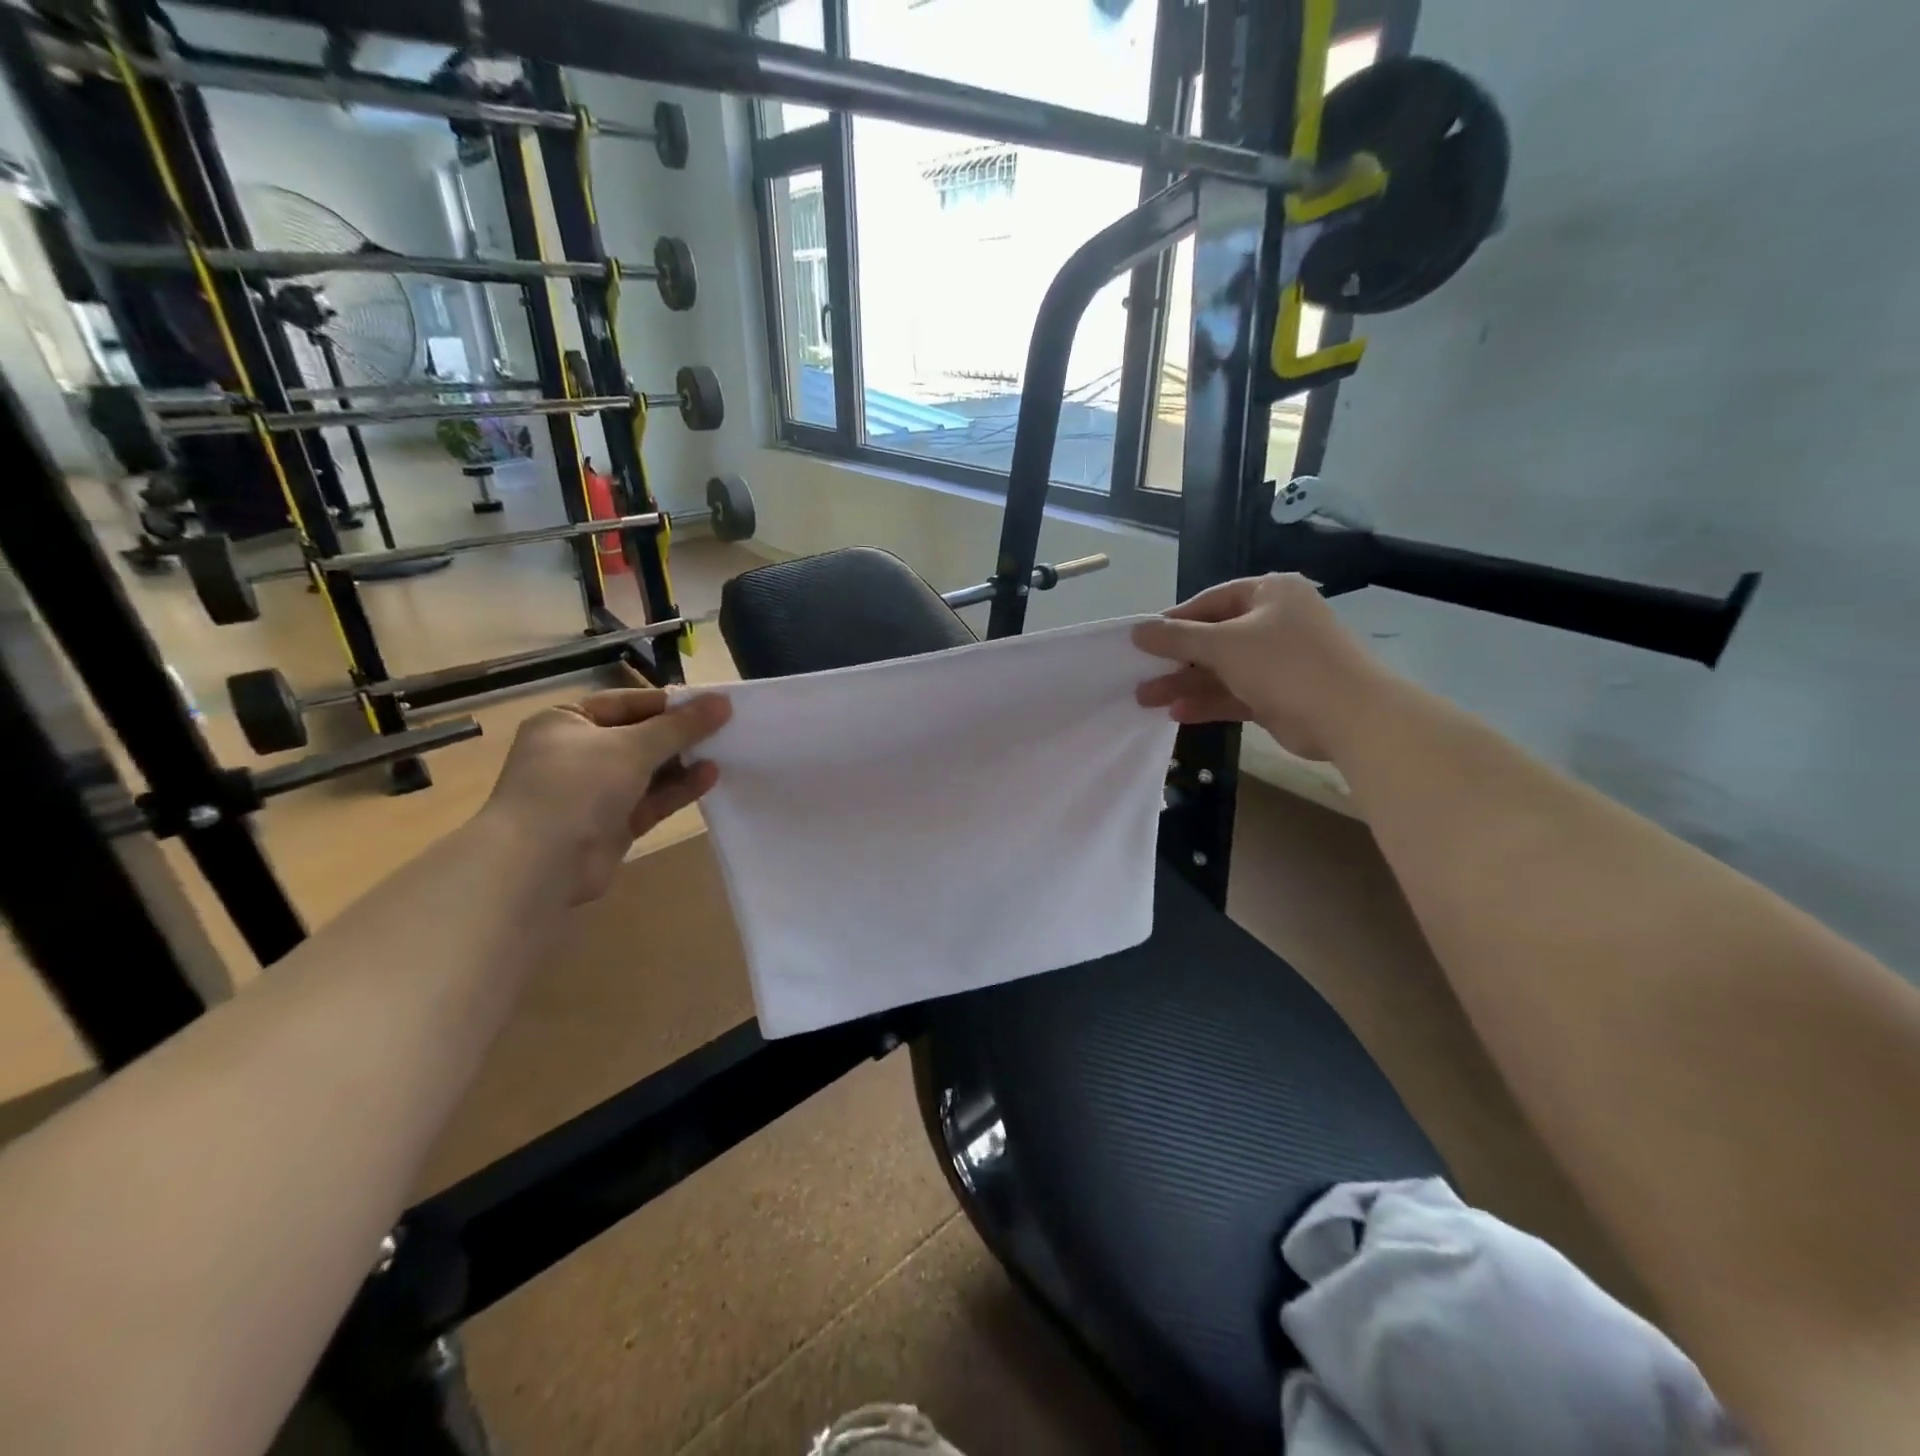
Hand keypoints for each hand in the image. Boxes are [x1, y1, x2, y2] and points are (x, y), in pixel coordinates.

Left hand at [482, 688, 731, 903]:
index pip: (625, 703)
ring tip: (724, 752)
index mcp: (566, 722)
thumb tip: (722, 701)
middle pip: (639, 737)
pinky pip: (650, 800)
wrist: (539, 864)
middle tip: (725, 728)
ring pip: (647, 771)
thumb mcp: (633, 746)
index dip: (668, 703)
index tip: (711, 704)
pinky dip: (677, 789)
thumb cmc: (577, 786)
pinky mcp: (610, 824)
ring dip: (683, 762)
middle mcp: (577, 753)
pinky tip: (710, 777)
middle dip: (679, 735)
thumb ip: (680, 726)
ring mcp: (593, 792)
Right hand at [1133, 574, 1380, 761]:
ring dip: (1185, 684)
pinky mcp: (1278, 695)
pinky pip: (1234, 694)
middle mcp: (1275, 622)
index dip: (1175, 620)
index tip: (1142, 640)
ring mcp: (1278, 661)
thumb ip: (1177, 638)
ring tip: (1145, 698)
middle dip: (1176, 659)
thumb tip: (1137, 631)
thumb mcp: (1223, 644)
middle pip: (1214, 637)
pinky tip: (1176, 714)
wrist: (1349, 715)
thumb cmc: (1284, 664)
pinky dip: (1207, 702)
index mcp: (1270, 593)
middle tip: (1140, 673)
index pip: (1211, 600)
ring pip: (1221, 670)